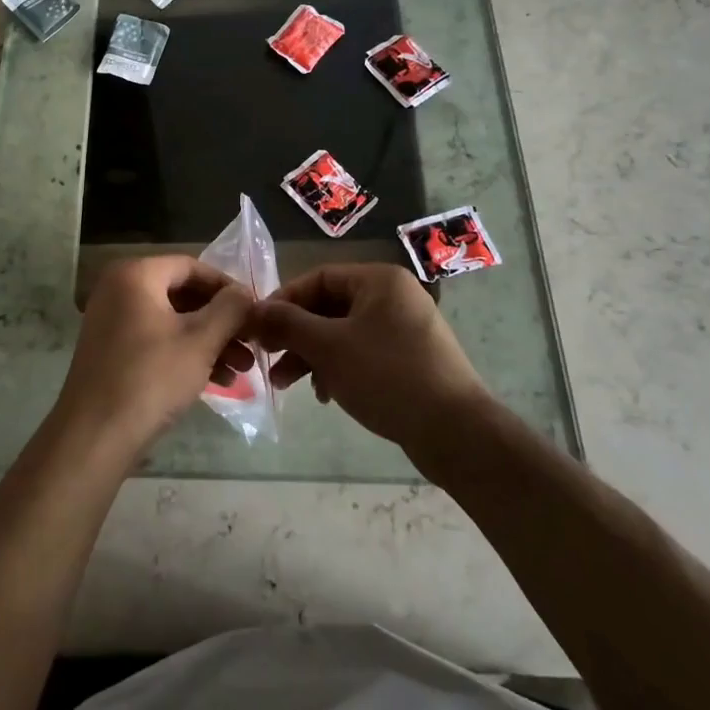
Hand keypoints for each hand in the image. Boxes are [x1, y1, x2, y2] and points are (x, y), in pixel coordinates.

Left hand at [55, 255, 254, 456]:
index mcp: (135, 274)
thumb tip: (245, 293)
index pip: (191, 267)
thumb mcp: (200, 341)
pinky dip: (186, 354)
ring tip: (242, 369)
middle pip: (182, 294)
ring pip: (172, 321)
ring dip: (209, 341)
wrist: (95, 435)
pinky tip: (218, 381)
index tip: (254, 309)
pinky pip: (156, 340)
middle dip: (221, 321)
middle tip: (252, 343)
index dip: (227, 287)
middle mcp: (119, 289)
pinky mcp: (112, 350)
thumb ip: (230, 309)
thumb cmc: (151, 377)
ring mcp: (112, 320)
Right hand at [249, 263, 489, 454]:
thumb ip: (288, 324)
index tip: (258, 327)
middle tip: (266, 359)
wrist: (455, 432)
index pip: (318, 277)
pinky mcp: (409, 359)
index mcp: (379, 280)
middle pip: (329, 306)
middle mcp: (393, 297)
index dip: (283, 300)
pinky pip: (361, 352)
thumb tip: (254, 311)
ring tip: (285, 384)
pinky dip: (337, 368)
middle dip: (295, 334)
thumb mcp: (328, 347)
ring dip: (311, 355)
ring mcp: (404, 328)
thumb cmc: (387, 376)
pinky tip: (324, 394)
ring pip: (342, 333)